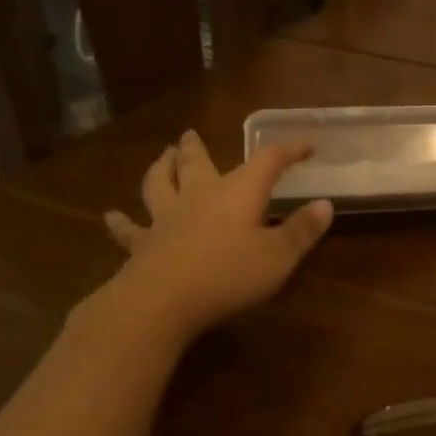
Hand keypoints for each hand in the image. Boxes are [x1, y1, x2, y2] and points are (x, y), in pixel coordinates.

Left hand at [95, 131, 332, 342]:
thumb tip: (325, 204)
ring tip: (162, 156)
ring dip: (160, 168)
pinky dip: (120, 221)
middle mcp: (200, 196)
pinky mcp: (142, 244)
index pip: (268, 160)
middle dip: (198, 148)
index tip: (306, 145)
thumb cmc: (229, 274)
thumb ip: (302, 230)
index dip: (289, 150)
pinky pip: (129, 229)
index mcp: (239, 192)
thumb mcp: (279, 256)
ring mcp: (166, 218)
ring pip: (160, 184)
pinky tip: (110, 216)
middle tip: (190, 134)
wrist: (162, 301)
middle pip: (198, 163)